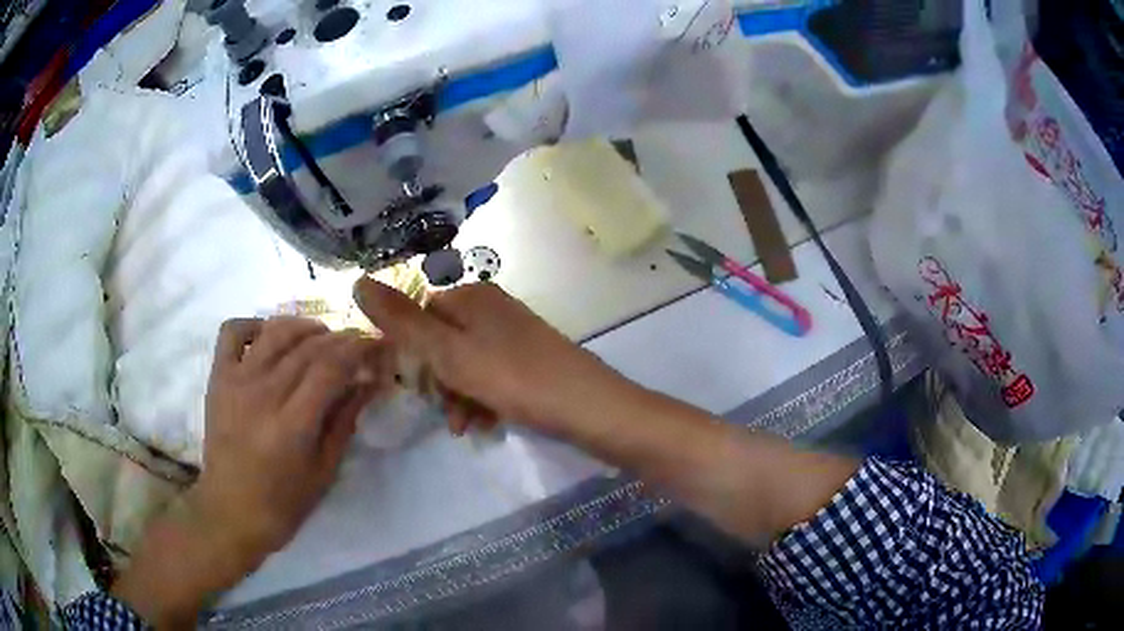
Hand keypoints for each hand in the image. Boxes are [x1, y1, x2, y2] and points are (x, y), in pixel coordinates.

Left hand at [194, 316, 389, 562]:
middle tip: (358, 344)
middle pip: (308, 346)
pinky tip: (271, 336)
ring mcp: (236, 381)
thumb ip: (346, 421)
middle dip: (341, 338)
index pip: (331, 366)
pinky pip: (233, 331)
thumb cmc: (284, 502)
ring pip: (276, 331)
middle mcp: (263, 394)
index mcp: (293, 425)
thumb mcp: (325, 470)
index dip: (359, 348)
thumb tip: (370, 382)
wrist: (231, 511)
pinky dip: (255, 323)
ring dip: (305, 326)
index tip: (377, 345)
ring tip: (321, 337)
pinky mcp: (218, 377)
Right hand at [353, 277, 630, 435]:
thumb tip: (357, 281)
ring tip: (467, 426)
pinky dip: (483, 400)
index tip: (418, 386)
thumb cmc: (512, 377)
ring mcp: (514, 334)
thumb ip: (401, 320)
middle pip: (443, 342)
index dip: (413, 352)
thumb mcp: (447, 351)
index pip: (420, 315)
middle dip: (439, 381)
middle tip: (447, 411)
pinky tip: (486, 425)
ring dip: (458, 396)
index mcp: (472, 296)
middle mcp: (493, 308)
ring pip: (466, 364)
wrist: (588, 407)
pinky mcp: (531, 360)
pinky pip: (492, 376)